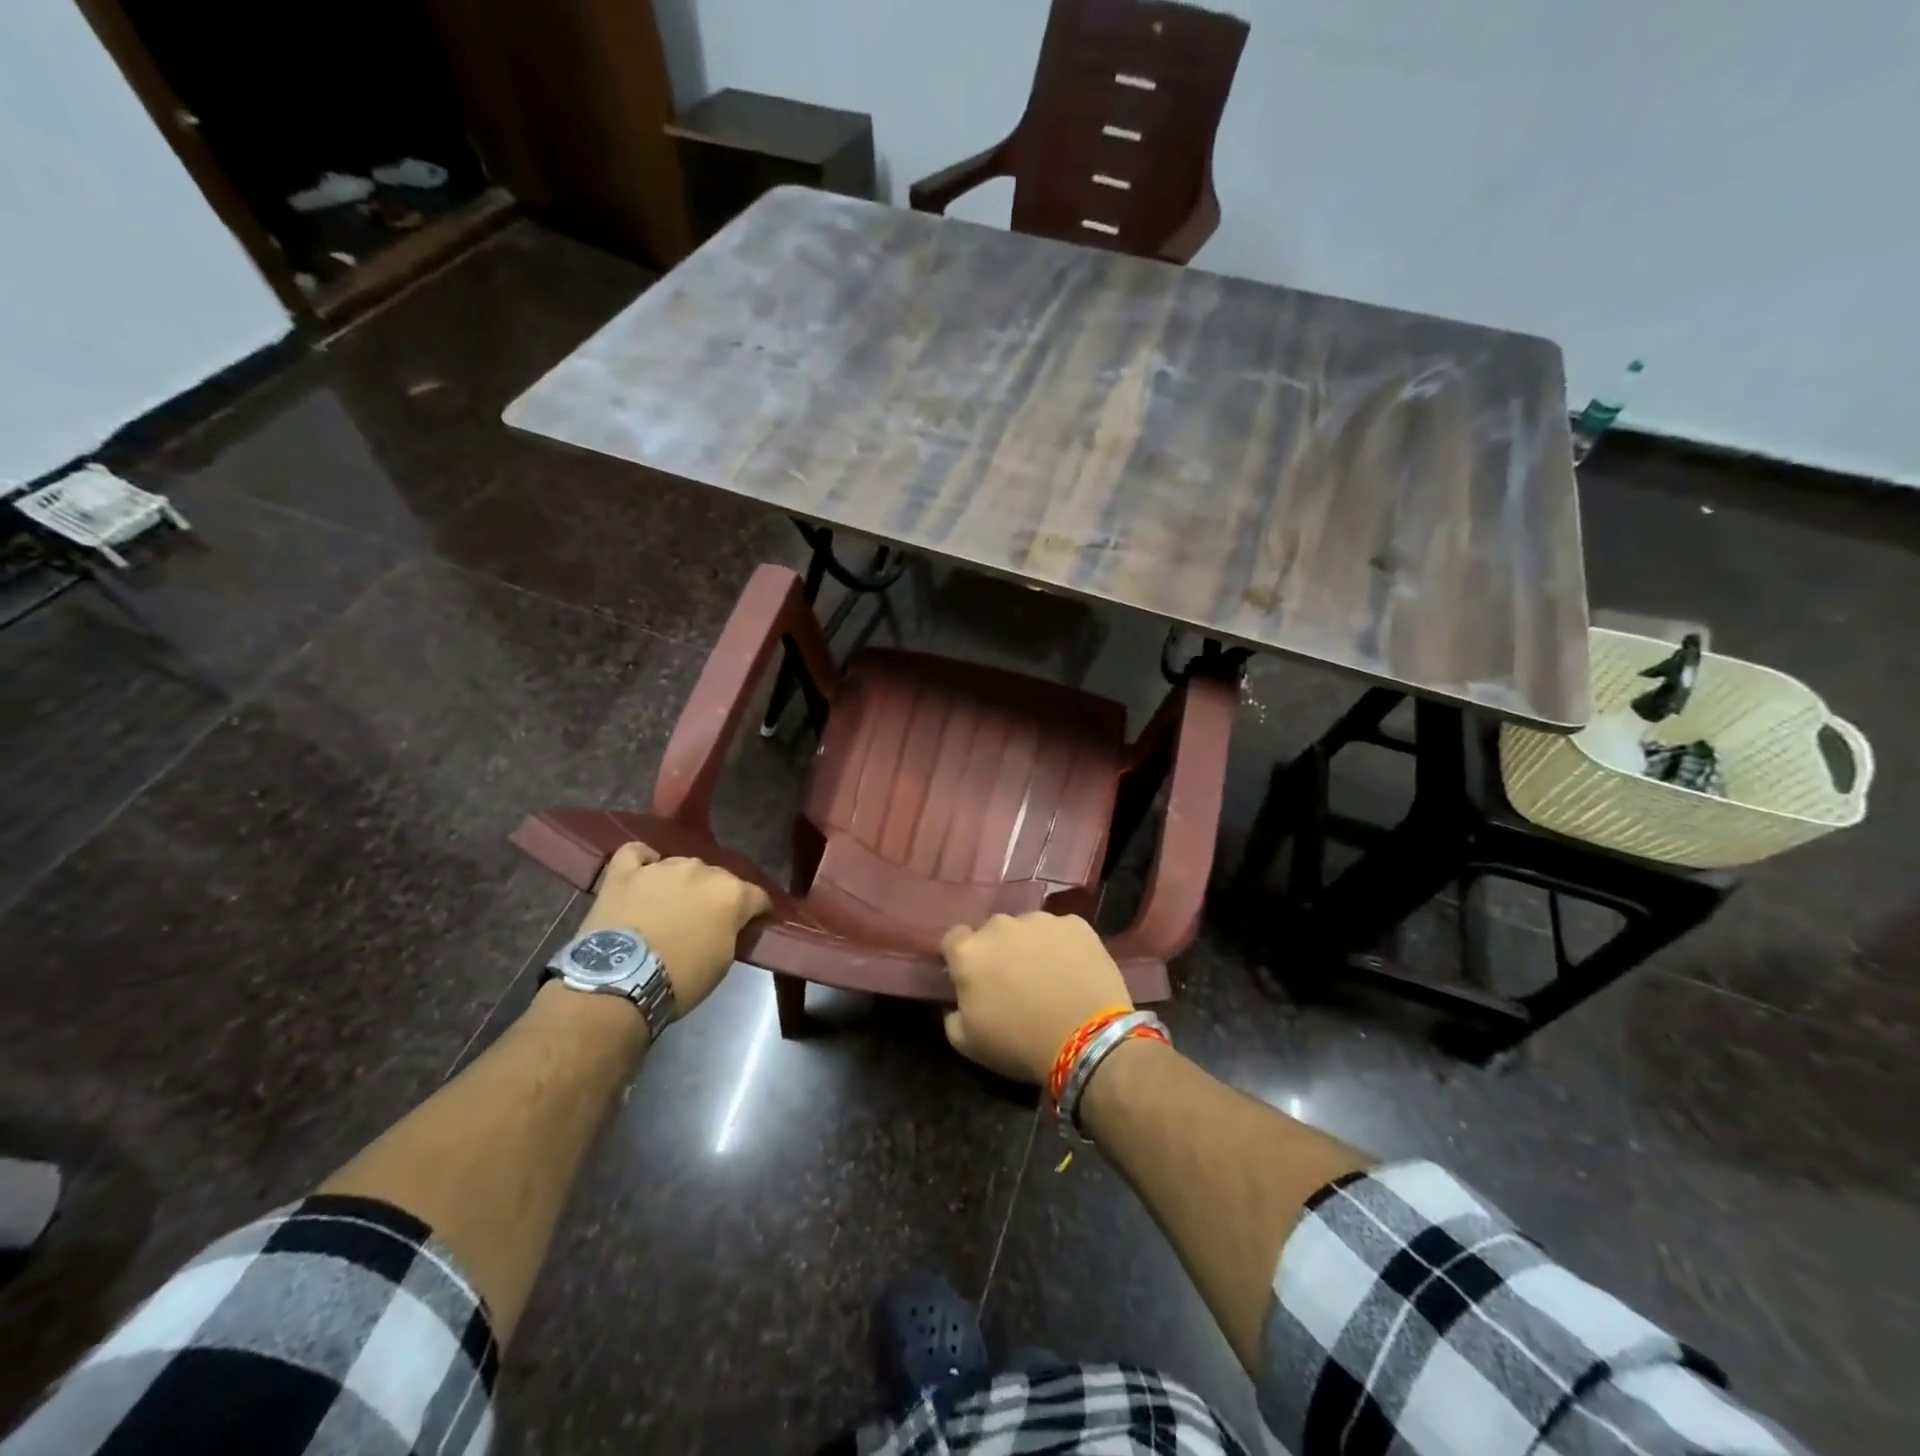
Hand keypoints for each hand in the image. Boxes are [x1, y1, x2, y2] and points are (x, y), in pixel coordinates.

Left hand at [576, 842, 771, 1015]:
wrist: (619, 983)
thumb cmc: (680, 979)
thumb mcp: (723, 962)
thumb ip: (731, 931)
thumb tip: (728, 923)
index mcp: (732, 893)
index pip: (758, 896)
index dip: (758, 911)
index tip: (753, 924)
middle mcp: (701, 870)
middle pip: (718, 878)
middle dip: (715, 895)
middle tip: (704, 920)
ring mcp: (661, 867)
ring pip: (681, 865)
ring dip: (682, 882)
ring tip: (670, 904)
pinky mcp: (624, 873)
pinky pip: (636, 853)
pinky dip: (643, 861)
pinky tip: (643, 873)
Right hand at [940, 912, 1131, 1084]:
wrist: (1087, 1039)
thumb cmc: (1021, 1044)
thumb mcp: (969, 1044)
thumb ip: (952, 1017)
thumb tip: (957, 1004)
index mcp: (970, 953)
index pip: (954, 939)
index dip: (962, 957)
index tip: (974, 977)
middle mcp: (1000, 926)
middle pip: (993, 932)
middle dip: (999, 951)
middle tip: (1014, 980)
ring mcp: (1040, 920)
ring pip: (1028, 929)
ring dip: (1032, 946)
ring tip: (1050, 976)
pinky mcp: (1076, 923)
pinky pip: (1062, 931)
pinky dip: (1064, 945)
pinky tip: (1075, 971)